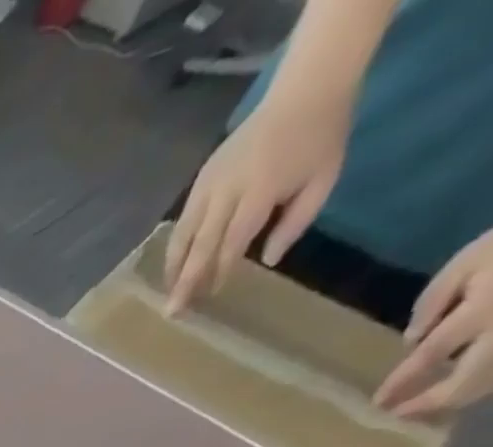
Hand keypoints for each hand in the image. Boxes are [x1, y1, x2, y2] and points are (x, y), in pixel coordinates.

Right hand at [165, 97, 349, 312]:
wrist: (305, 90)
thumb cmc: (320, 138)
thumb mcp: (323, 180)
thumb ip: (295, 223)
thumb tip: (267, 261)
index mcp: (260, 190)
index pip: (233, 240)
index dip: (221, 269)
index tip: (212, 294)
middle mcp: (226, 190)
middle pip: (199, 244)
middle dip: (185, 279)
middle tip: (173, 310)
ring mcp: (208, 185)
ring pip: (182, 236)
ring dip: (174, 267)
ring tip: (169, 291)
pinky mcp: (200, 181)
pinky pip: (183, 221)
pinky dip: (177, 246)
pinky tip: (176, 263)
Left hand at [374, 191, 492, 418]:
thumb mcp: (467, 262)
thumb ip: (432, 303)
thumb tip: (411, 342)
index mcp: (484, 311)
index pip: (431, 355)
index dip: (401, 381)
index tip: (377, 402)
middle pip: (462, 384)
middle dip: (425, 404)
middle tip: (394, 415)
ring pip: (484, 386)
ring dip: (448, 402)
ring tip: (415, 410)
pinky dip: (472, 390)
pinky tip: (451, 392)